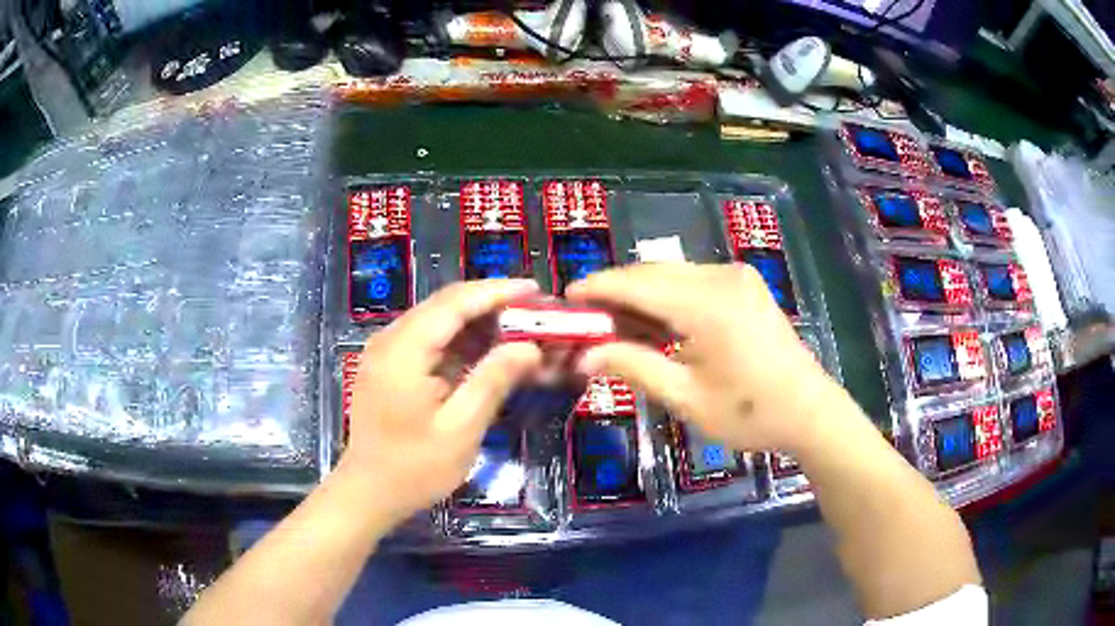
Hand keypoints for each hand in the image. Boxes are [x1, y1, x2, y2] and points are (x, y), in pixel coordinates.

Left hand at [341, 280, 542, 523]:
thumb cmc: (414, 468)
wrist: (368, 492)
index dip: (497, 292)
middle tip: (534, 312)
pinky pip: (429, 340)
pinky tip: (487, 351)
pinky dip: (460, 341)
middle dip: (491, 303)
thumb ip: (493, 381)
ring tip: (519, 329)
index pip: (455, 302)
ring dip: (477, 321)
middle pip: (445, 305)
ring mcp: (387, 351)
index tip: (535, 290)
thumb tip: (529, 348)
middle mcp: (391, 339)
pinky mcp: (389, 365)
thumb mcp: (460, 429)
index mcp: (404, 350)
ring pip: (438, 320)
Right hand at [567, 263, 843, 453]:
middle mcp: (720, 277)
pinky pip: (692, 280)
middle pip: (652, 273)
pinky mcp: (744, 285)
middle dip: (615, 291)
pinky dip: (667, 296)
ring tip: (615, 325)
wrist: (810, 411)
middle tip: (586, 319)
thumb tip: (585, 356)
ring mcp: (736, 277)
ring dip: (640, 294)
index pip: (636, 284)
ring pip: (671, 274)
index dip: (597, 288)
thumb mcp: (686, 398)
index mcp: (706, 304)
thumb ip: (634, 367)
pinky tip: (655, 322)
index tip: (565, 300)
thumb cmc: (750, 414)